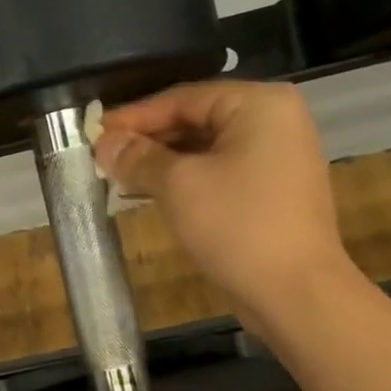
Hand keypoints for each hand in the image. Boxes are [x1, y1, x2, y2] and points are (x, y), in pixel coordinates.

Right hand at [95, 81, 358, 316]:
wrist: (295, 293)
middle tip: (103, 158)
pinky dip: (186, 180)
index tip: (94, 132)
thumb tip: (104, 143)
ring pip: (206, 149)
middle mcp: (274, 121)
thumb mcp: (179, 186)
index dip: (134, 116)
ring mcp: (277, 158)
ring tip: (118, 177)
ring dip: (162, 163)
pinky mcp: (272, 191)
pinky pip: (220, 173)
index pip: (183, 97)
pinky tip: (150, 194)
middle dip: (148, 140)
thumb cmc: (237, 226)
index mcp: (259, 104)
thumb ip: (138, 157)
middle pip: (196, 119)